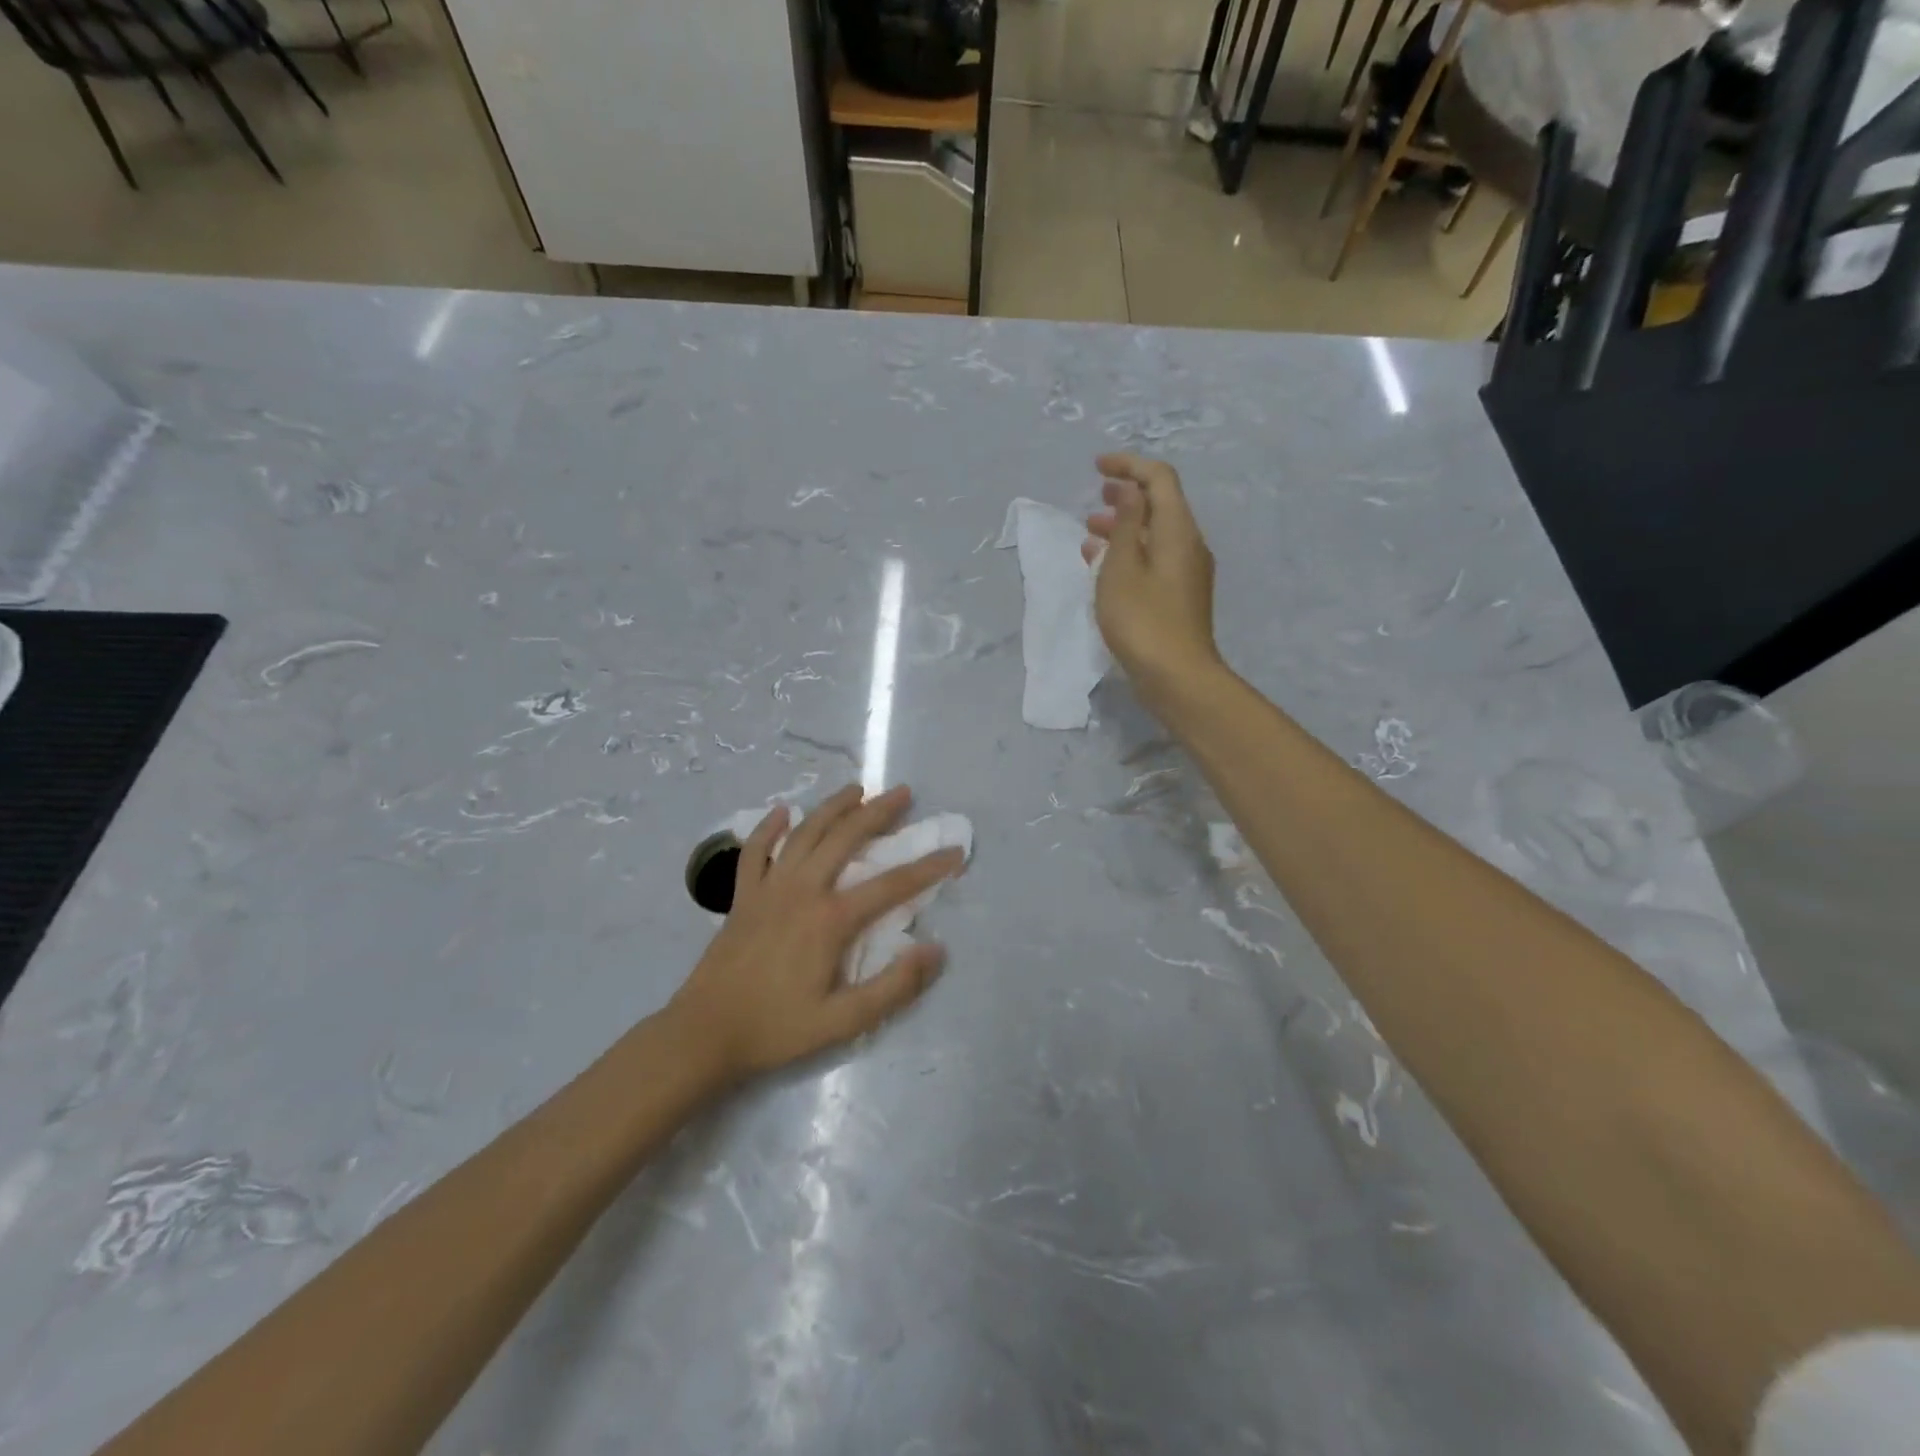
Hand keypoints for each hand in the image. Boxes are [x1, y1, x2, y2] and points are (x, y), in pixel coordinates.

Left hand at [667, 784, 964, 1085]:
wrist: (704, 1034)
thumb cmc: (777, 1029)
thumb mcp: (843, 1021)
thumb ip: (893, 987)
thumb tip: (935, 950)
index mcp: (830, 919)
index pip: (892, 885)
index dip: (928, 867)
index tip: (954, 852)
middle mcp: (802, 890)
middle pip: (845, 838)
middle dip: (878, 812)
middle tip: (904, 793)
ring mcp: (768, 888)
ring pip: (804, 834)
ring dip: (832, 808)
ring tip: (856, 789)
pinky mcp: (743, 896)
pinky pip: (755, 851)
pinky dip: (769, 829)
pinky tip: (781, 812)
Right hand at [1082, 452, 1222, 704]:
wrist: (1176, 676)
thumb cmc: (1143, 620)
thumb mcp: (1123, 567)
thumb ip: (1127, 524)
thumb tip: (1131, 490)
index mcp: (1178, 530)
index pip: (1159, 478)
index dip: (1129, 465)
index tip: (1097, 467)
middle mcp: (1188, 545)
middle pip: (1160, 505)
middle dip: (1127, 495)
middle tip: (1095, 497)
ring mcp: (1186, 572)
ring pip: (1154, 534)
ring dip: (1124, 527)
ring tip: (1090, 533)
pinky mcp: (1178, 596)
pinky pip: (1153, 559)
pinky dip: (1128, 553)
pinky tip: (1103, 566)